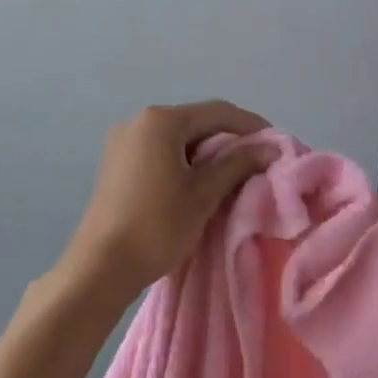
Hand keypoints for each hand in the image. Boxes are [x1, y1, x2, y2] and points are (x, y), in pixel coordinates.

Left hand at [59, 101, 272, 298]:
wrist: (102, 266)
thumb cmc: (158, 225)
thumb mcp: (205, 193)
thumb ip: (239, 164)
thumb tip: (271, 148)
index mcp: (161, 121)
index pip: (218, 112)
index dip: (251, 125)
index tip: (275, 144)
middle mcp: (138, 121)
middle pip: (196, 121)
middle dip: (229, 139)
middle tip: (257, 161)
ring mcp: (123, 142)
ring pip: (177, 137)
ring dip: (207, 151)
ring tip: (232, 174)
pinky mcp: (116, 163)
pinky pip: (159, 151)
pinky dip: (184, 160)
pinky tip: (199, 182)